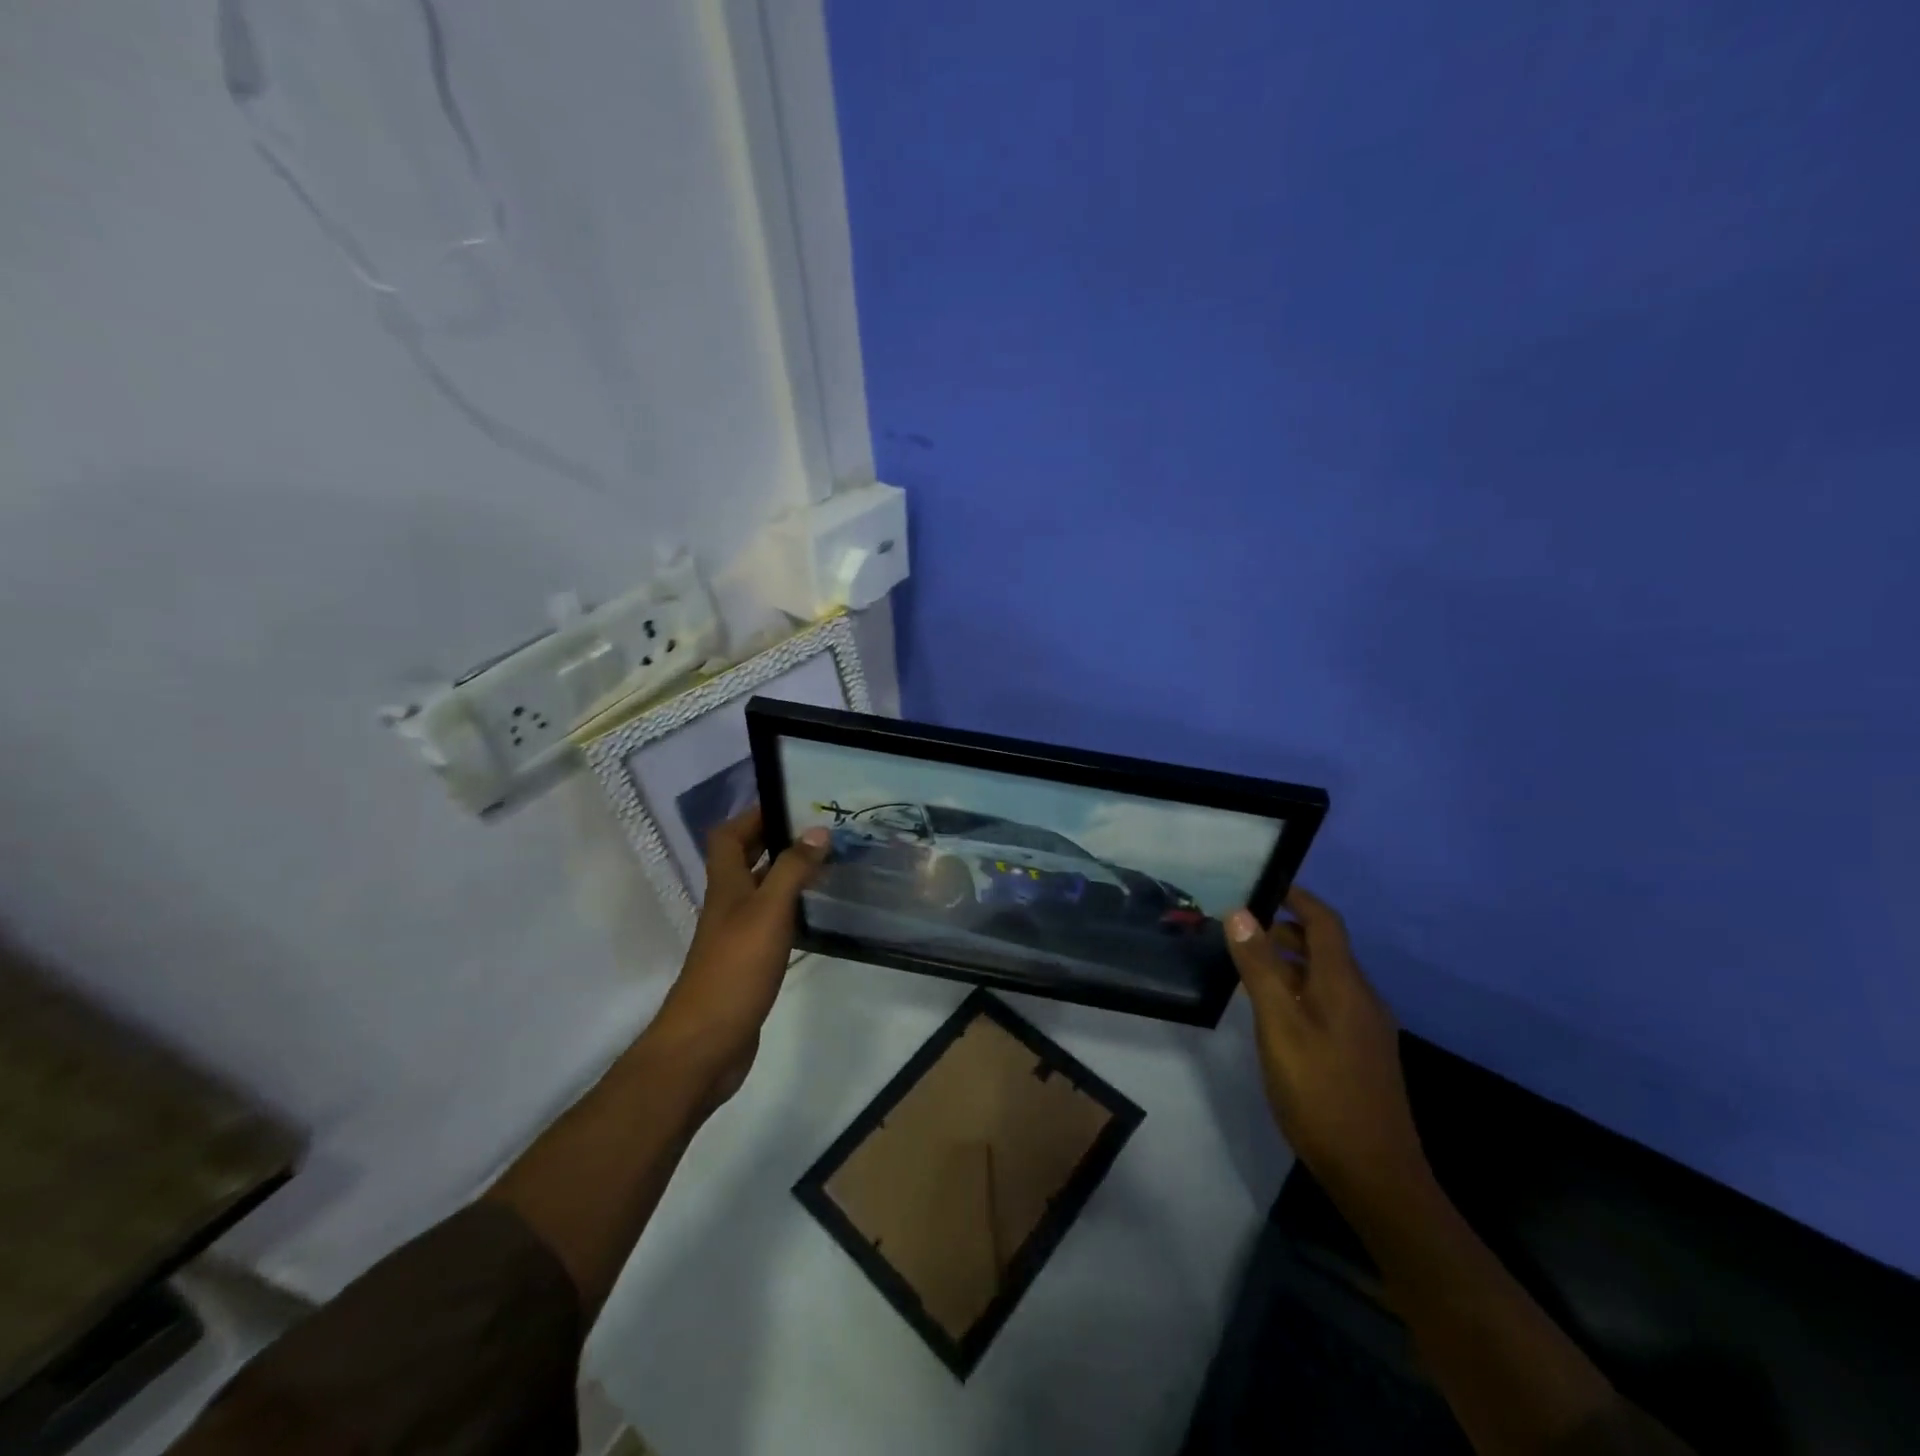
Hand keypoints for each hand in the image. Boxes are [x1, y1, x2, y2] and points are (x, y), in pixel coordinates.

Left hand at [650, 806, 827, 1101]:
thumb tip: (818, 830)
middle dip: (778, 839)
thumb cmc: (735, 969)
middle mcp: (729, 903)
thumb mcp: (768, 912)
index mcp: (726, 885)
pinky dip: (792, 909)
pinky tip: (818, 912)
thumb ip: (792, 870)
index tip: (791, 802)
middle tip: (822, 831)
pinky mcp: (749, 961)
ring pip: (762, 890)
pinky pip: (772, 921)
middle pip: (746, 859)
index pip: (729, 835)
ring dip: (789, 873)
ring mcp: (737, 933)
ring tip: (830, 863)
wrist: (706, 1043)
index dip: (753, 814)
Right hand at [1226, 886, 1428, 1205]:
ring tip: (1252, 969)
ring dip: (1293, 962)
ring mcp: (1367, 1028)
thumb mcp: (1279, 1026)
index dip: (1298, 899)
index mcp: (1344, 984)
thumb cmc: (1320, 1092)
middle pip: (1327, 948)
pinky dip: (1302, 990)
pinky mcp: (1364, 1053)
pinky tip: (1277, 1014)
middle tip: (1244, 932)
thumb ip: (1259, 968)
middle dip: (1288, 931)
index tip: (1266, 886)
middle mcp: (1362, 998)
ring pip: (1328, 977)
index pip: (1325, 922)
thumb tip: (1240, 913)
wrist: (1375, 1174)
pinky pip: (1332, 1002)